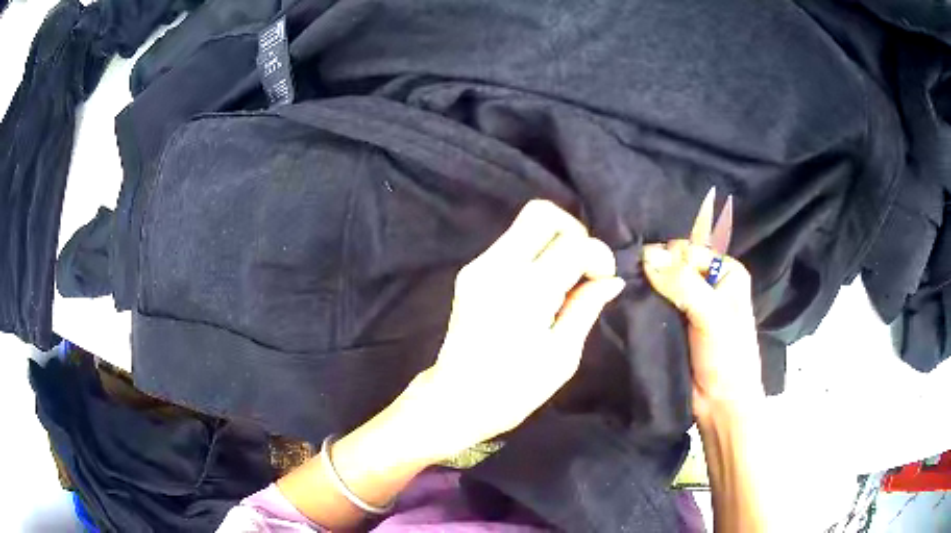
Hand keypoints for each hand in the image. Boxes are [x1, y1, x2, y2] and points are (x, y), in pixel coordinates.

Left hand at [413, 200, 624, 456]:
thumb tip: (611, 280)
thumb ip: (586, 308)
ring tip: (567, 279)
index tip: (604, 280)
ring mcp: (479, 266)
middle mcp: (498, 267)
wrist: (455, 400)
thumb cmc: (513, 390)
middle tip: (584, 266)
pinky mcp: (470, 272)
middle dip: (574, 231)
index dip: (598, 255)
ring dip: (555, 241)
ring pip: (524, 224)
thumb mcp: (562, 356)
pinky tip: (543, 284)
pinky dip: (535, 252)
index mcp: (526, 291)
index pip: (573, 244)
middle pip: (541, 213)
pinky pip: (511, 243)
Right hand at [641, 240, 763, 421]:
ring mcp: (690, 304)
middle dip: (652, 273)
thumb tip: (646, 255)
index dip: (665, 258)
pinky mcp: (674, 325)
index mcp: (726, 271)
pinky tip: (624, 305)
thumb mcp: (712, 316)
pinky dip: (641, 306)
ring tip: (620, 294)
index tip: (641, 270)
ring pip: (660, 285)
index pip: (687, 250)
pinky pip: (654, 306)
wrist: (720, 404)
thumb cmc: (727, 357)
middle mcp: (708, 282)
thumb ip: (683, 284)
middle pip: (672, 265)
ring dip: (643, 290)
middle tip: (625, 281)